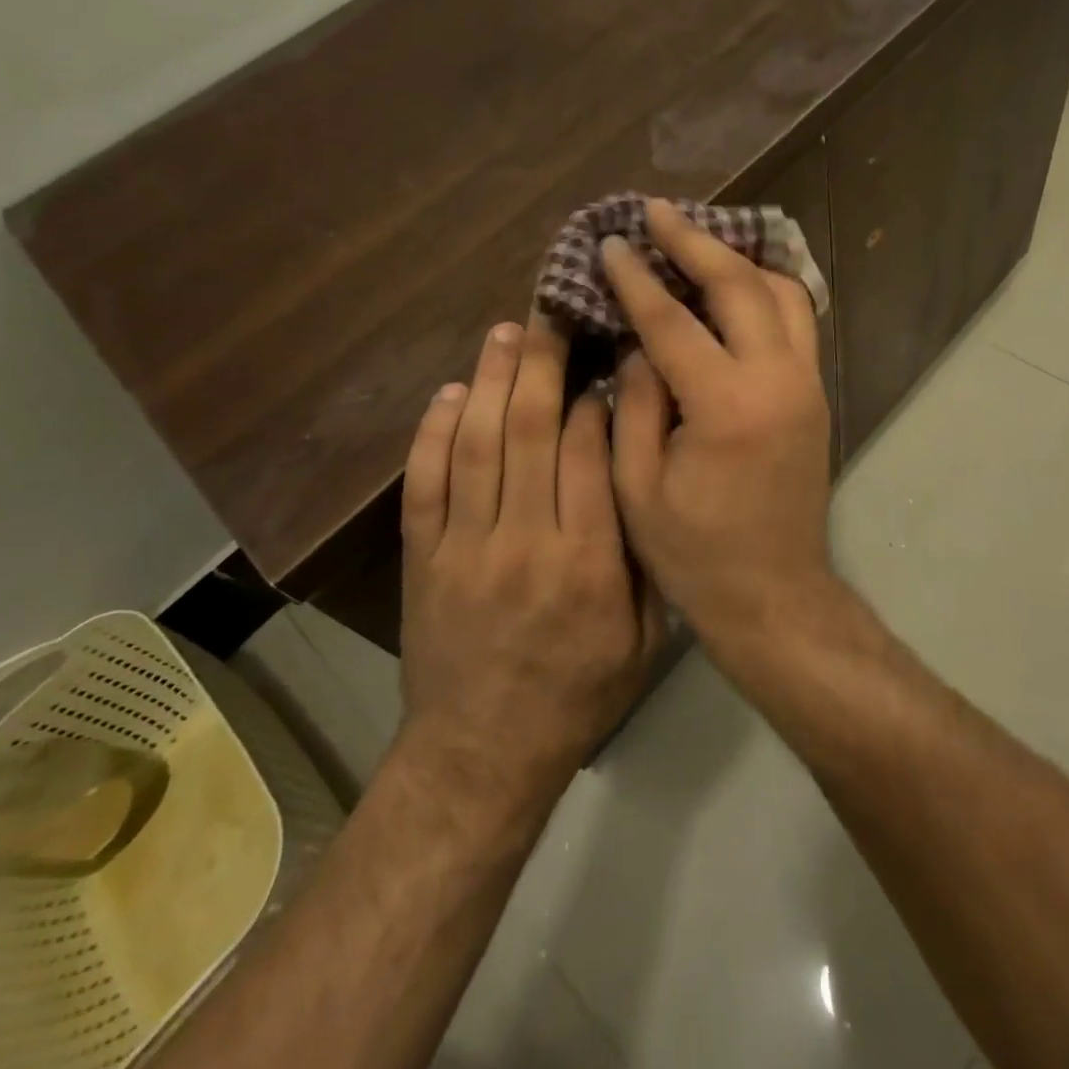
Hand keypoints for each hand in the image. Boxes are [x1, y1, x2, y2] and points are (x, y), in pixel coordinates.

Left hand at [399, 317, 664, 806]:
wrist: (483, 753)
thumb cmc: (579, 693)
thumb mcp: (644, 639)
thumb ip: (645, 558)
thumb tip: (642, 479)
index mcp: (587, 560)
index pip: (585, 453)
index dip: (591, 397)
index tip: (600, 362)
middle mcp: (523, 540)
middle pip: (526, 431)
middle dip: (539, 364)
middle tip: (546, 315)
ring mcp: (464, 546)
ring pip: (474, 445)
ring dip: (488, 381)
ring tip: (502, 333)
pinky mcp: (422, 558)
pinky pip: (424, 484)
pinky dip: (433, 433)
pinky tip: (448, 394)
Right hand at [601, 199, 838, 648]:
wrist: (774, 593)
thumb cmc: (695, 552)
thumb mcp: (638, 485)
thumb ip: (636, 401)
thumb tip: (639, 342)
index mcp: (726, 406)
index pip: (672, 320)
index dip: (636, 278)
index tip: (612, 243)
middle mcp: (777, 380)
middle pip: (739, 285)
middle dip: (694, 241)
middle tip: (657, 212)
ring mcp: (806, 384)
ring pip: (782, 293)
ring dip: (739, 259)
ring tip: (698, 242)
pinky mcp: (816, 394)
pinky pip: (797, 321)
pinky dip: (767, 290)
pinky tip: (737, 284)